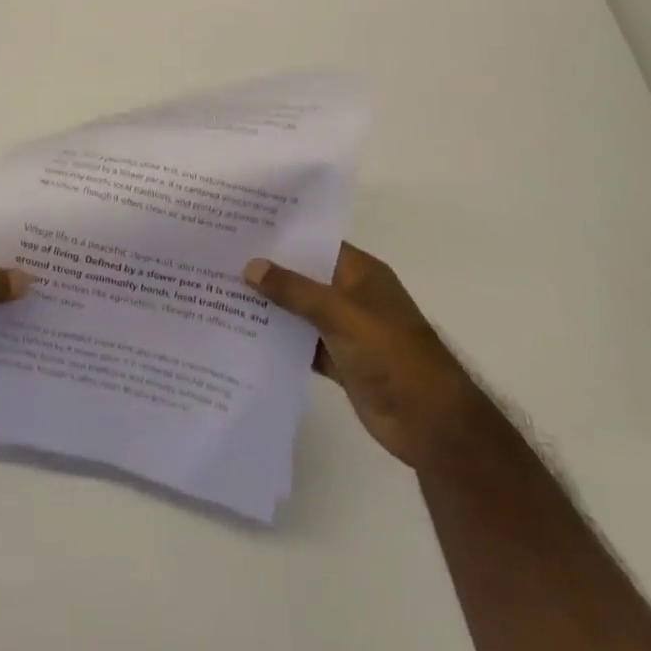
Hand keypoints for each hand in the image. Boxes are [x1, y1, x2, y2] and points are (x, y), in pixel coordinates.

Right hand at [243, 243, 483, 469]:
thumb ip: (294, 290)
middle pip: (303, 276)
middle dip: (268, 270)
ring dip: (270, 307)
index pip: (314, 242)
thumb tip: (250, 266)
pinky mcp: (339, 361)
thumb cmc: (391, 353)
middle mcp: (350, 295)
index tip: (240, 226)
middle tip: (219, 257)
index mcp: (359, 272)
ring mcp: (345, 329)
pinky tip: (242, 334)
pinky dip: (279, 340)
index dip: (281, 235)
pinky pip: (301, 343)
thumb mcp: (340, 313)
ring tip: (220, 292)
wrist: (431, 424)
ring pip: (299, 311)